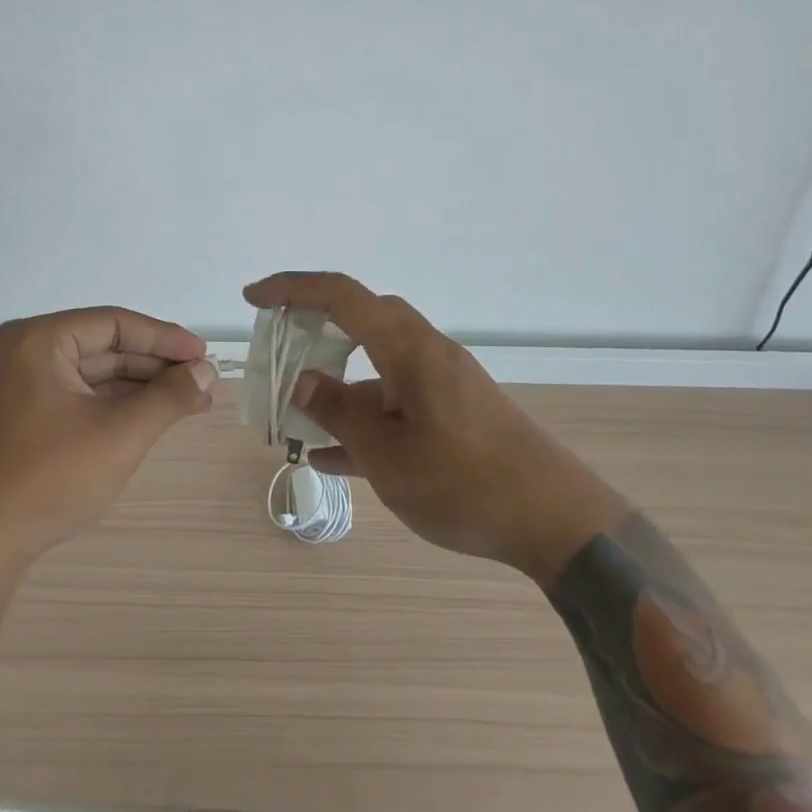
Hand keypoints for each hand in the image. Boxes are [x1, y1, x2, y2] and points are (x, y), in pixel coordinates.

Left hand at [0, 307, 216, 583]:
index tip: (204, 355)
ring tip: (191, 400)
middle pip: (104, 346)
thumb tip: (207, 371)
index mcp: (37, 340)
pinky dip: (116, 405)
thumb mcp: (119, 434)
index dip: (164, 339)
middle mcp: (24, 351)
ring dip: (141, 387)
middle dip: (156, 366)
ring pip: (94, 373)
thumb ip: (168, 397)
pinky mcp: (23, 414)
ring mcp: (20, 384)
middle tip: (203, 381)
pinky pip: (79, 395)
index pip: (113, 324)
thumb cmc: (49, 479)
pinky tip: (153, 415)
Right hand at [244, 273, 626, 585]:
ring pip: (374, 365)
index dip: (291, 288)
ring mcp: (442, 381)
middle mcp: (424, 351)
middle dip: (313, 329)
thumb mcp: (386, 453)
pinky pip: (395, 400)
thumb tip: (301, 382)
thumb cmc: (464, 482)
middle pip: (359, 319)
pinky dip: (362, 416)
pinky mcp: (453, 412)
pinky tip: (332, 456)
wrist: (559, 523)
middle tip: (278, 350)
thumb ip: (337, 411)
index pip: (340, 294)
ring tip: (296, 420)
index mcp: (406, 347)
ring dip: (336, 384)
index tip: (253, 299)